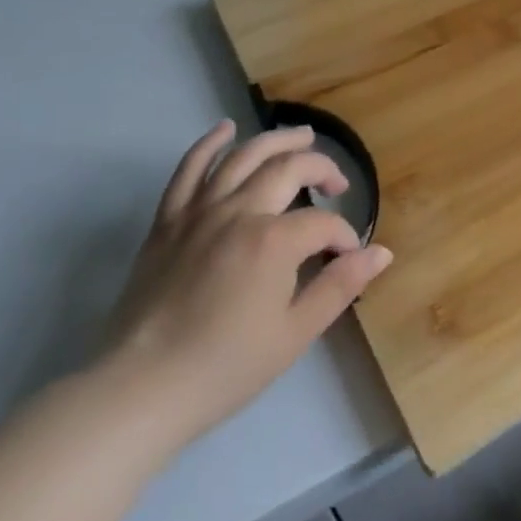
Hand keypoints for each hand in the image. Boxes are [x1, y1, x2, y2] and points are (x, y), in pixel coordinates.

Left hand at [96, 121, 392, 448]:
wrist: (138, 391)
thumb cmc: (225, 367)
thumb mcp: (295, 333)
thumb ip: (340, 286)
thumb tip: (381, 253)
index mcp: (274, 240)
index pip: (324, 223)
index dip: (343, 236)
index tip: (348, 257)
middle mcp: (240, 212)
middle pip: (289, 168)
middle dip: (321, 169)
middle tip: (337, 182)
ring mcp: (199, 212)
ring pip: (244, 156)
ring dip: (278, 139)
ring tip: (302, 135)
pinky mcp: (167, 222)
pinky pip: (188, 170)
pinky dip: (208, 144)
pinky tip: (225, 129)